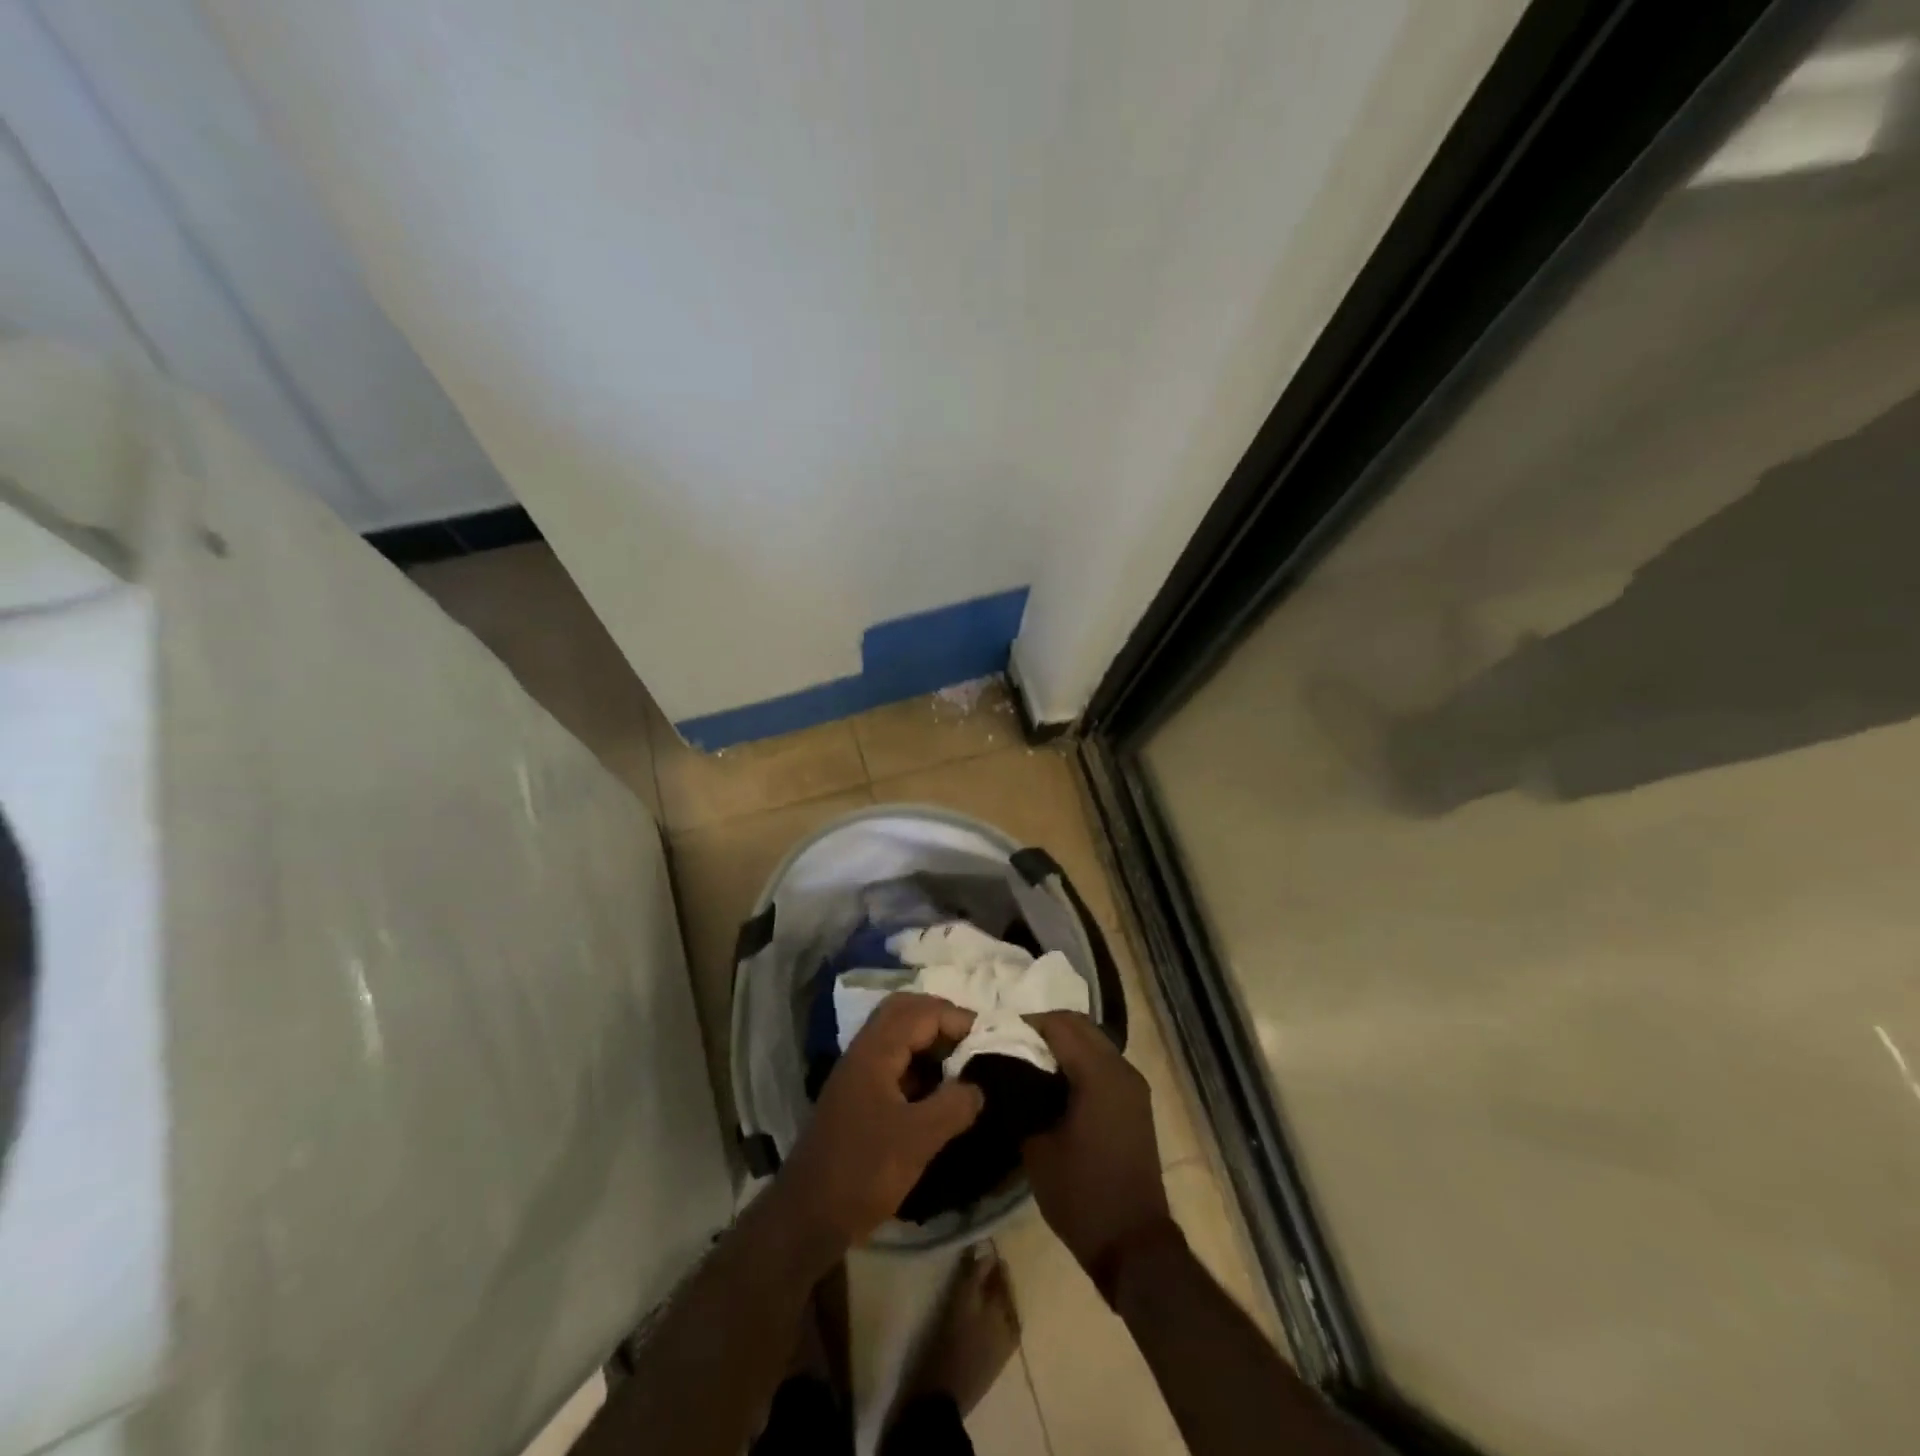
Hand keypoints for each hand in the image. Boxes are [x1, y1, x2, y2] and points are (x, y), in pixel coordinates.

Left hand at [774, 992, 984, 1253]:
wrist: (808, 1216)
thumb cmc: (863, 1171)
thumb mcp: (918, 1140)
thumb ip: (954, 1105)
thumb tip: (978, 1086)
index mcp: (876, 1051)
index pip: (922, 1012)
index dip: (957, 1019)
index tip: (989, 1040)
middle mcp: (864, 1051)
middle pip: (905, 1011)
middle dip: (942, 1018)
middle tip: (973, 1041)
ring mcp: (859, 1073)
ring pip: (897, 1035)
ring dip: (929, 1040)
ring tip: (963, 1063)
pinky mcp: (858, 1096)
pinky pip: (893, 1061)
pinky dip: (919, 1064)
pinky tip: (939, 1090)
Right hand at [1021, 1012, 1174, 1288]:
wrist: (1133, 1244)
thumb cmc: (1082, 1195)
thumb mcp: (1038, 1148)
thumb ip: (1022, 1099)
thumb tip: (1005, 1075)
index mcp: (1099, 1074)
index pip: (1059, 1025)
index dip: (1025, 1024)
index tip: (996, 1034)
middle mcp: (1122, 1069)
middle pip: (1079, 1026)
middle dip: (1044, 1028)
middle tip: (1010, 1044)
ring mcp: (1133, 1085)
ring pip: (1093, 1042)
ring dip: (1062, 1044)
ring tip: (1027, 1061)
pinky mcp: (1134, 1101)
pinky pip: (1103, 1063)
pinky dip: (1078, 1061)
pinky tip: (1053, 1082)